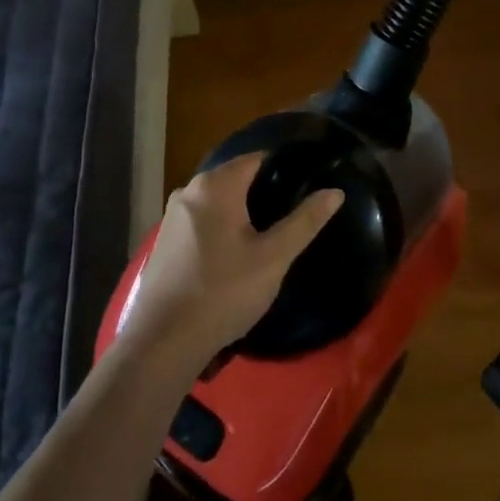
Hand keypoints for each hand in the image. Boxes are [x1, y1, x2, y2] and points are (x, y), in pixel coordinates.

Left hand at [117, 154, 343, 370]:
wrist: (164, 341)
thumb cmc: (224, 292)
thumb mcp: (273, 257)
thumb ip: (305, 221)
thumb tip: (335, 192)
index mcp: (215, 185)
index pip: (257, 159)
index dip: (285, 168)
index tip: (307, 184)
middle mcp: (188, 190)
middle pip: (236, 179)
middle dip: (264, 192)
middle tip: (293, 214)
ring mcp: (172, 216)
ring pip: (217, 202)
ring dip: (242, 213)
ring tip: (270, 235)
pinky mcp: (165, 241)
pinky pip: (202, 221)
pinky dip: (221, 228)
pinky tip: (235, 255)